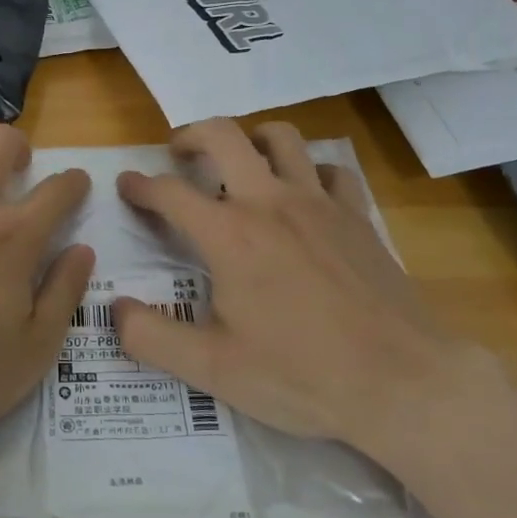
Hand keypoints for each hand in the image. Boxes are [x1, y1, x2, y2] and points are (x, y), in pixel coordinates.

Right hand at [113, 119, 479, 456]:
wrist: (403, 383)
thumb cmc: (302, 375)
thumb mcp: (214, 370)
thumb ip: (152, 338)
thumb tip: (113, 310)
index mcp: (229, 234)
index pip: (170, 192)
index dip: (141, 185)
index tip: (127, 184)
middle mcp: (270, 202)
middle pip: (224, 135)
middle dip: (191, 134)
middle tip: (178, 152)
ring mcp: (319, 203)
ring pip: (282, 138)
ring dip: (252, 138)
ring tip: (240, 160)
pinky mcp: (357, 216)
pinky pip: (331, 171)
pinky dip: (311, 172)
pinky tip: (305, 194)